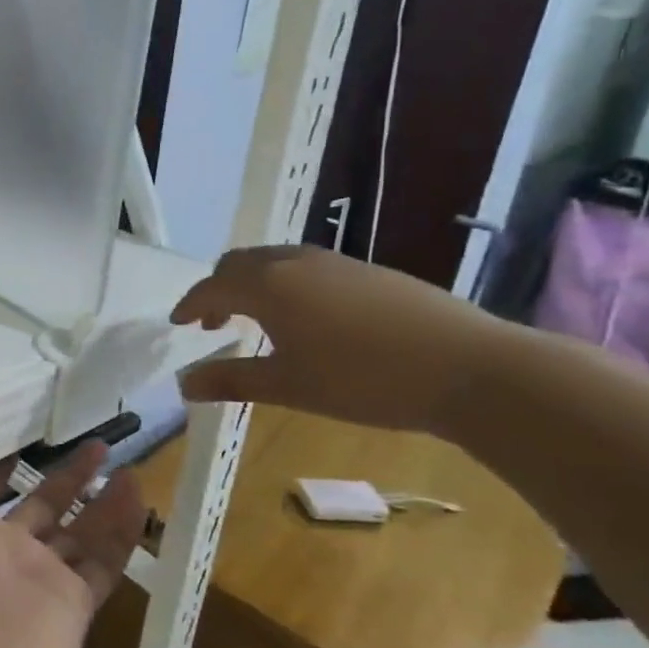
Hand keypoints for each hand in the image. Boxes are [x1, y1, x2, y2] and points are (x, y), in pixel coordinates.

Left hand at [0, 429, 144, 647]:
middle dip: (68, 478)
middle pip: (44, 506)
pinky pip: (103, 563)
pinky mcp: (74, 606)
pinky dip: (122, 533)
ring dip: (103, 502)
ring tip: (128, 469)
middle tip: (96, 445)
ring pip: (81, 533)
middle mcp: (9, 551)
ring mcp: (44, 579)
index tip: (22, 441)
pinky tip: (138, 498)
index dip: (0, 469)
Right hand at [170, 245, 508, 436]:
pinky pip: (308, 266)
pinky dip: (286, 284)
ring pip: (276, 260)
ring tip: (256, 319)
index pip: (212, 285)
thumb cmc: (363, 380)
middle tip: (213, 323)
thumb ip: (231, 380)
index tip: (178, 324)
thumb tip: (183, 384)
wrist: (470, 368)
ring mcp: (337, 262)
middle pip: (240, 263)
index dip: (190, 304)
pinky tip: (307, 318)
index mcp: (268, 285)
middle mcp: (296, 261)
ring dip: (253, 284)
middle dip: (219, 289)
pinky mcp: (369, 271)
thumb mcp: (289, 387)